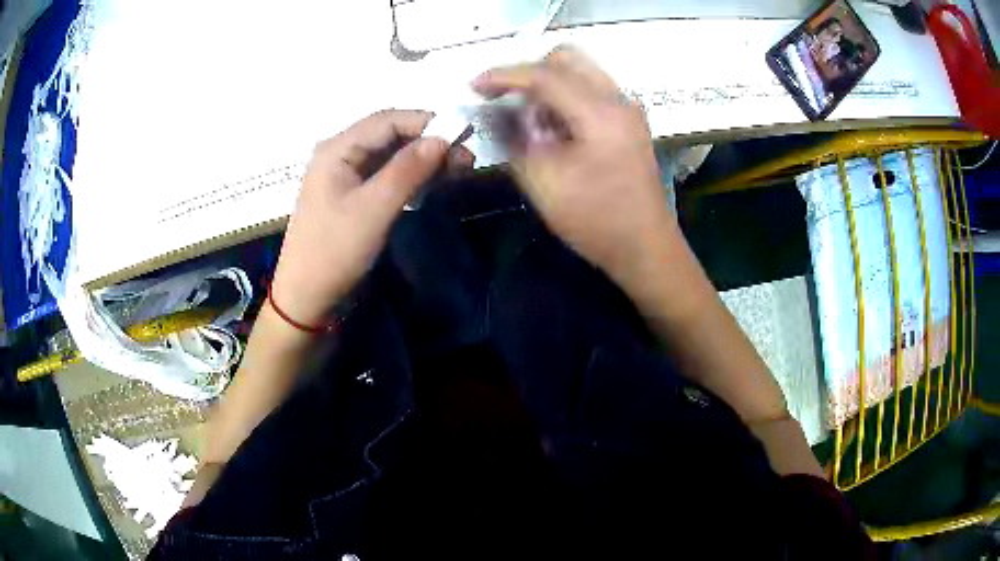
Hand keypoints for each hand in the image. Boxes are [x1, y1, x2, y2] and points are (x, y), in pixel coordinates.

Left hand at [271, 110, 462, 327]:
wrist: (307, 297)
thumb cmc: (334, 251)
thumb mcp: (374, 209)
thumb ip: (408, 170)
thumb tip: (443, 138)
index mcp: (337, 149)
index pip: (388, 120)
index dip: (427, 122)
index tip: (463, 134)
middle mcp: (341, 154)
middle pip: (390, 135)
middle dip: (429, 142)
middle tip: (467, 158)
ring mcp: (346, 175)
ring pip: (391, 155)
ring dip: (424, 160)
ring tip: (459, 170)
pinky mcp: (353, 195)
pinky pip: (386, 175)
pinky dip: (412, 176)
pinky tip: (434, 182)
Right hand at [472, 47, 675, 285]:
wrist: (645, 247)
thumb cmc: (595, 221)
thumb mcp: (543, 183)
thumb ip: (515, 139)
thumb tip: (497, 112)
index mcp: (599, 113)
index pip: (544, 74)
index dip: (503, 76)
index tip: (473, 86)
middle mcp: (617, 100)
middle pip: (567, 58)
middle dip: (529, 72)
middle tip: (504, 98)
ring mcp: (627, 108)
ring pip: (580, 71)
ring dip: (548, 84)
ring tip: (529, 118)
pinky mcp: (629, 121)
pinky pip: (590, 89)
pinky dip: (565, 96)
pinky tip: (553, 126)